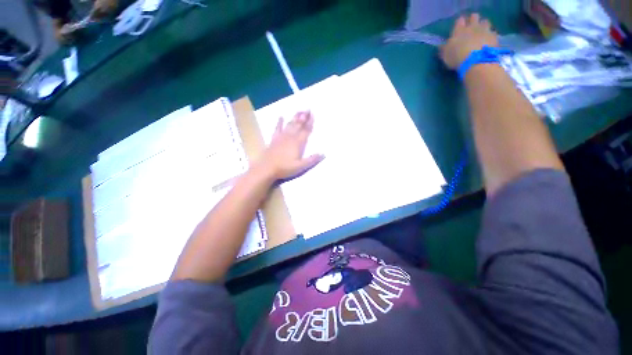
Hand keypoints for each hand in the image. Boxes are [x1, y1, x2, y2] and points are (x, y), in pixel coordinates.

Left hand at [258, 111, 323, 180]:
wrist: (267, 169)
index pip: (305, 131)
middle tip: (307, 108)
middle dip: (303, 117)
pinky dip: (279, 122)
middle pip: (298, 125)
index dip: (310, 123)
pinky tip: (281, 117)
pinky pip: (277, 128)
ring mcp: (281, 137)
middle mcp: (290, 137)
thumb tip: (323, 154)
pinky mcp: (274, 139)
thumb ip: (312, 160)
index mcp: (297, 143)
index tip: (313, 115)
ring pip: (290, 125)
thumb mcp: (300, 166)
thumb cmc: (285, 168)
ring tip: (299, 111)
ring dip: (295, 118)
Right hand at [441, 13, 498, 69]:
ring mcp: (484, 30)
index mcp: (459, 30)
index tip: (459, 28)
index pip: (460, 20)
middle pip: (474, 17)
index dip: (460, 23)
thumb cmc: (457, 58)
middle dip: (473, 20)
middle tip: (471, 28)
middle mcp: (472, 26)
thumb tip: (441, 46)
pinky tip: (487, 41)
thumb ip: (444, 49)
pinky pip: (492, 32)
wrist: (476, 61)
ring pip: (485, 22)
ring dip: (483, 26)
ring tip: (481, 33)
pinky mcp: (494, 36)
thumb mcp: (445, 55)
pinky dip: (490, 35)